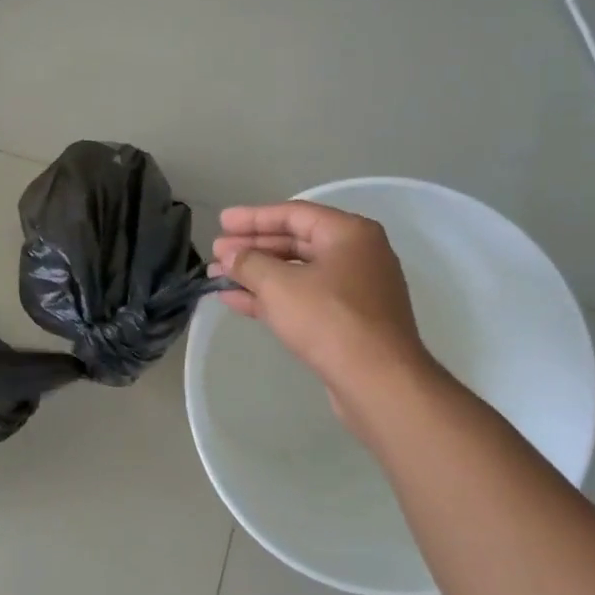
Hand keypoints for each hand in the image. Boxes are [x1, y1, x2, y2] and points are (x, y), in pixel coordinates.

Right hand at [210, 202, 434, 435]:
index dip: (253, 217)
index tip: (221, 222)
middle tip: (217, 252)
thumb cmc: (329, 319)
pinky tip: (235, 301)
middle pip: (295, 242)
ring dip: (256, 274)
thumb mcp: (279, 285)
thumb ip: (249, 263)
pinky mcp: (347, 322)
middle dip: (252, 247)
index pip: (293, 213)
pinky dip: (270, 298)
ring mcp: (354, 291)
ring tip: (218, 276)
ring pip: (296, 273)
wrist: (377, 381)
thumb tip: (230, 256)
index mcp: (349, 233)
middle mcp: (357, 255)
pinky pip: (302, 299)